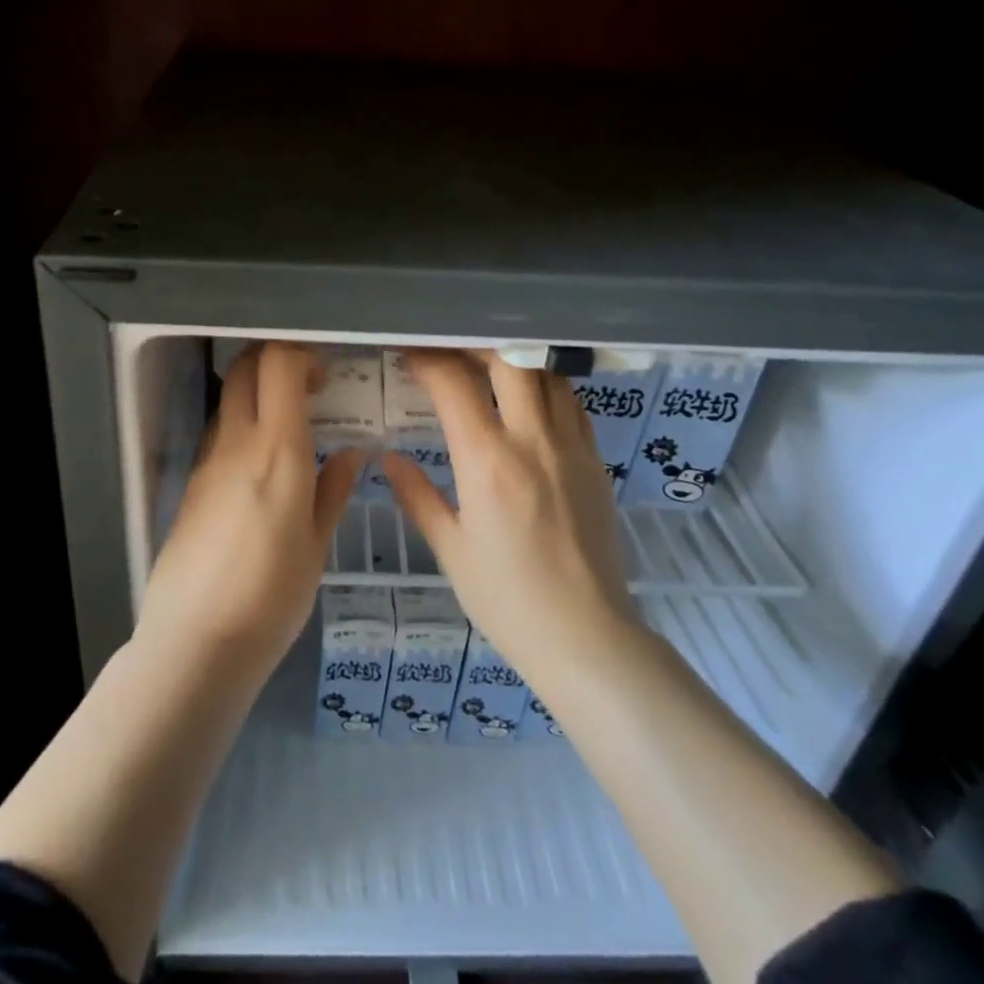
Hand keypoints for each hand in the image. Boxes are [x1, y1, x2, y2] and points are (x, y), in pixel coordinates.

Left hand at [137, 343, 365, 677]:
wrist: (196, 642)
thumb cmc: (272, 596)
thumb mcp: (316, 546)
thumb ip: (332, 490)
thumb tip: (350, 453)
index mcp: (277, 450)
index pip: (278, 364)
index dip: (302, 354)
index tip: (325, 374)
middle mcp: (236, 443)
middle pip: (245, 368)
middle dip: (275, 359)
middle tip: (308, 385)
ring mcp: (207, 462)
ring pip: (228, 399)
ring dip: (256, 392)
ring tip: (289, 424)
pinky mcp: (190, 485)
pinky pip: (218, 435)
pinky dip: (241, 427)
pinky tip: (261, 465)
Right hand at [381, 349, 633, 674]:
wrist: (587, 637)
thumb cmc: (507, 599)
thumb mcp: (451, 550)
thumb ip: (417, 496)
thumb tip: (387, 459)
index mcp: (488, 462)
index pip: (453, 384)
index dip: (427, 360)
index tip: (409, 357)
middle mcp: (533, 440)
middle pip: (508, 359)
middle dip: (474, 346)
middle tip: (450, 353)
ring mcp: (571, 447)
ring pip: (546, 374)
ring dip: (514, 363)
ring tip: (489, 370)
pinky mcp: (596, 461)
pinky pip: (573, 404)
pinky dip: (547, 389)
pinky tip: (530, 405)